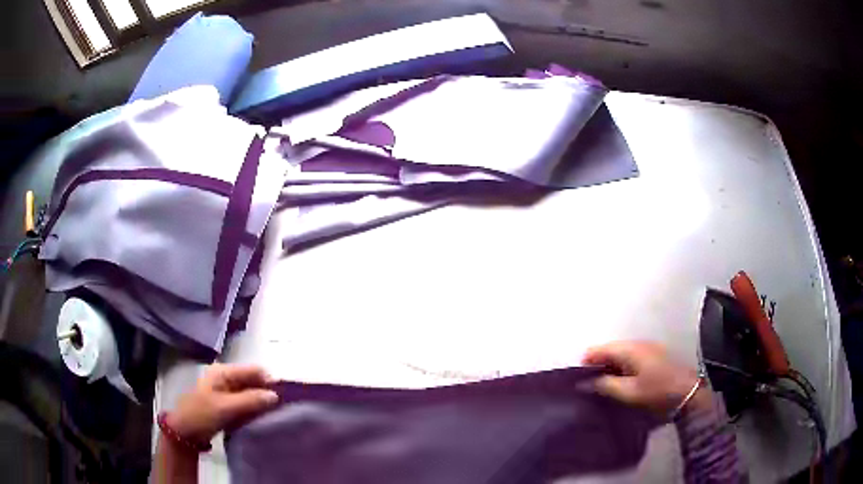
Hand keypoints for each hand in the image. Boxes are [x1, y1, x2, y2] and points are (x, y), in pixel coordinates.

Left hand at [167, 364, 279, 443]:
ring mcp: (225, 391)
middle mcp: (225, 377)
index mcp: (223, 372)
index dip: (269, 380)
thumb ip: (250, 400)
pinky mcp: (226, 404)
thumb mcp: (226, 407)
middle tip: (283, 408)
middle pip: (252, 381)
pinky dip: (253, 410)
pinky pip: (245, 404)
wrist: (184, 432)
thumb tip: (275, 396)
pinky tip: (262, 419)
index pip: (253, 370)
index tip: (286, 396)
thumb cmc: (202, 414)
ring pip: (250, 393)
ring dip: (260, 402)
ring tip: (275, 415)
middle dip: (266, 392)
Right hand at [583, 341, 709, 414]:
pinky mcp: (651, 355)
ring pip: (618, 353)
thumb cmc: (656, 391)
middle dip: (596, 365)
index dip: (585, 363)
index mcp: (628, 349)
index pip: (598, 349)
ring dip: (608, 367)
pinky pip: (628, 357)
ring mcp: (645, 347)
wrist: (687, 391)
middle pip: (608, 349)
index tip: (576, 381)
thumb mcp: (628, 393)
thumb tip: (584, 383)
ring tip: (602, 387)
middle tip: (588, 387)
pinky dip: (619, 367)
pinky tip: (619, 382)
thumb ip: (605, 386)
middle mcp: (635, 343)